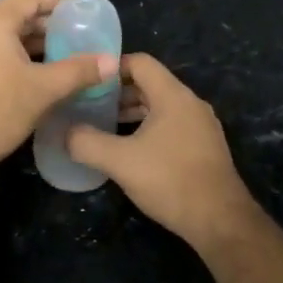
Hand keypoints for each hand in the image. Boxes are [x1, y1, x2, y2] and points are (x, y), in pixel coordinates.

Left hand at [0, 0, 117, 179]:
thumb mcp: (43, 90)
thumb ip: (78, 72)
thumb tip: (111, 61)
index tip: (81, 0)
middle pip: (18, 14)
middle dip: (49, 20)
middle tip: (80, 28)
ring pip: (8, 37)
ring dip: (37, 41)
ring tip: (67, 51)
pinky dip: (22, 57)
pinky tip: (42, 73)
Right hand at [66, 53, 257, 246]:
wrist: (220, 220)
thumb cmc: (169, 180)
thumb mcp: (119, 161)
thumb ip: (86, 142)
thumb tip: (63, 133)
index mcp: (173, 96)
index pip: (140, 62)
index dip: (111, 68)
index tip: (87, 83)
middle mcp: (191, 103)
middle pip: (150, 83)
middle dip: (118, 92)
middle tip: (89, 106)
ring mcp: (201, 126)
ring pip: (161, 106)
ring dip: (132, 112)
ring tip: (104, 127)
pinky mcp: (204, 147)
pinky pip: (172, 125)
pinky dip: (148, 128)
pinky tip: (131, 149)